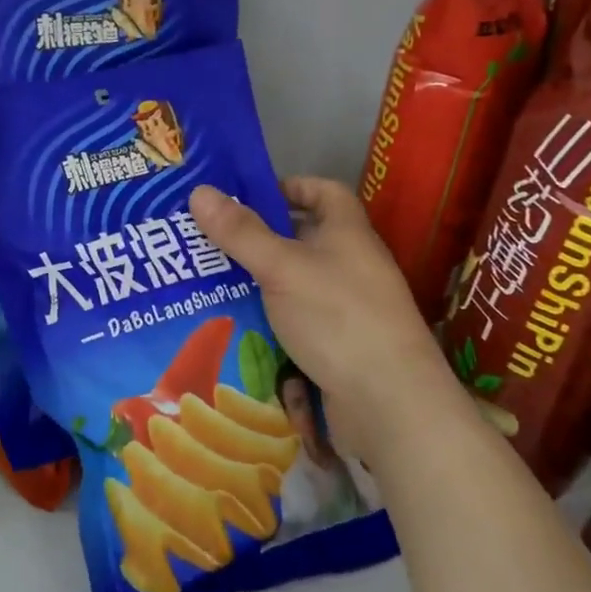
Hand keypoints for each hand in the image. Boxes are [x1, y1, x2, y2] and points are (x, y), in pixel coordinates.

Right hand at [188, 177, 445, 456]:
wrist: (391, 405)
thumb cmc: (338, 318)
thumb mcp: (281, 267)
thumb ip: (240, 232)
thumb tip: (199, 190)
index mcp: (347, 233)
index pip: (323, 191)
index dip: (289, 186)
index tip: (248, 196)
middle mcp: (350, 265)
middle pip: (302, 238)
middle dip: (258, 238)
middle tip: (209, 240)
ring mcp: (346, 308)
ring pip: (293, 283)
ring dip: (257, 282)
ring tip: (209, 281)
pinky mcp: (338, 346)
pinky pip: (296, 321)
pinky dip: (268, 320)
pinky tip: (233, 326)